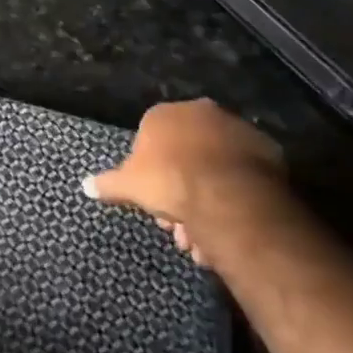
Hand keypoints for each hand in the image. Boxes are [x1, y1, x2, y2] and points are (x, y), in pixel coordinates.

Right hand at [83, 99, 283, 261]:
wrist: (228, 194)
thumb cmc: (170, 180)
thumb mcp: (129, 185)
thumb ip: (108, 184)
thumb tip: (84, 186)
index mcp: (165, 114)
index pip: (151, 141)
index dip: (150, 175)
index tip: (154, 203)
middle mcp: (201, 113)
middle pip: (185, 156)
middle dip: (180, 193)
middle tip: (178, 226)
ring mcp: (236, 129)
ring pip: (214, 168)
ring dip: (206, 200)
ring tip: (204, 239)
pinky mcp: (267, 151)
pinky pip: (242, 176)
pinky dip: (234, 197)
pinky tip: (228, 226)